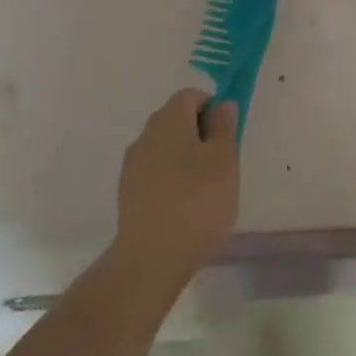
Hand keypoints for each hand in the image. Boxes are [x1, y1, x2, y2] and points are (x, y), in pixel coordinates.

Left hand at [113, 89, 239, 284]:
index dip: (212, 108)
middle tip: (222, 163)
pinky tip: (185, 207)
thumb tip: (223, 104)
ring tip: (205, 190)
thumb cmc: (197, 201)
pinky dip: (172, 179)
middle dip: (200, 134)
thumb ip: (225, 127)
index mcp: (169, 119)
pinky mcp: (127, 193)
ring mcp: (132, 165)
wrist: (150, 259)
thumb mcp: (225, 160)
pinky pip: (155, 172)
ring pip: (165, 147)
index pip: (191, 96)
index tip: (228, 135)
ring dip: (186, 158)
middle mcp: (146, 134)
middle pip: (176, 120)